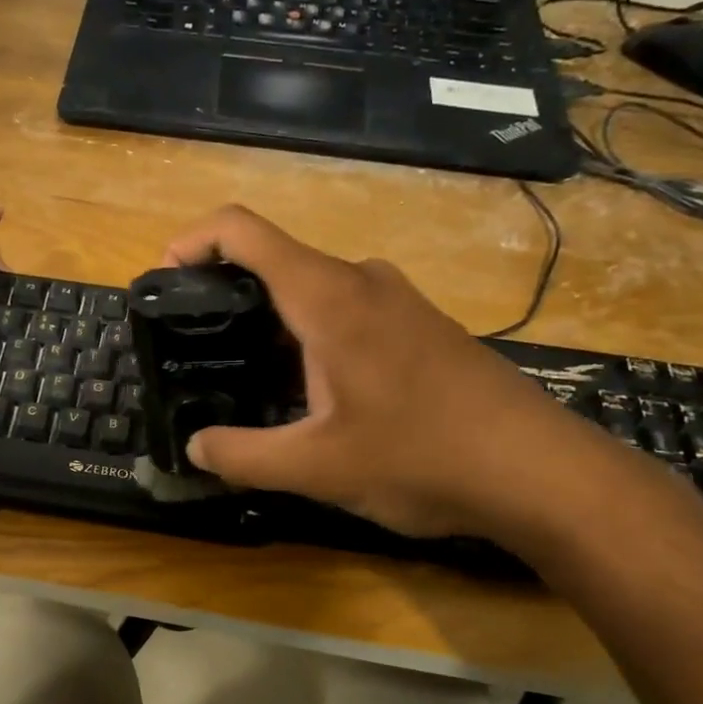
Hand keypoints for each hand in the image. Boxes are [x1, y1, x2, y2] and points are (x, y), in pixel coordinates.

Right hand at [163, 205, 614, 542]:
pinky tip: (312, 394)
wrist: (538, 471)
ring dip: (270, 325)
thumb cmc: (421, 457)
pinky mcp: (420, 326)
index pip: (243, 231)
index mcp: (327, 297)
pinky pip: (346, 312)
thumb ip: (242, 456)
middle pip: (274, 262)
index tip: (164, 278)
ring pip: (312, 291)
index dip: (193, 241)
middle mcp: (361, 281)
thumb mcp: (316, 467)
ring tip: (246, 380)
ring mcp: (397, 301)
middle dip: (226, 297)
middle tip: (198, 350)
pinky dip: (309, 337)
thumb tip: (195, 448)